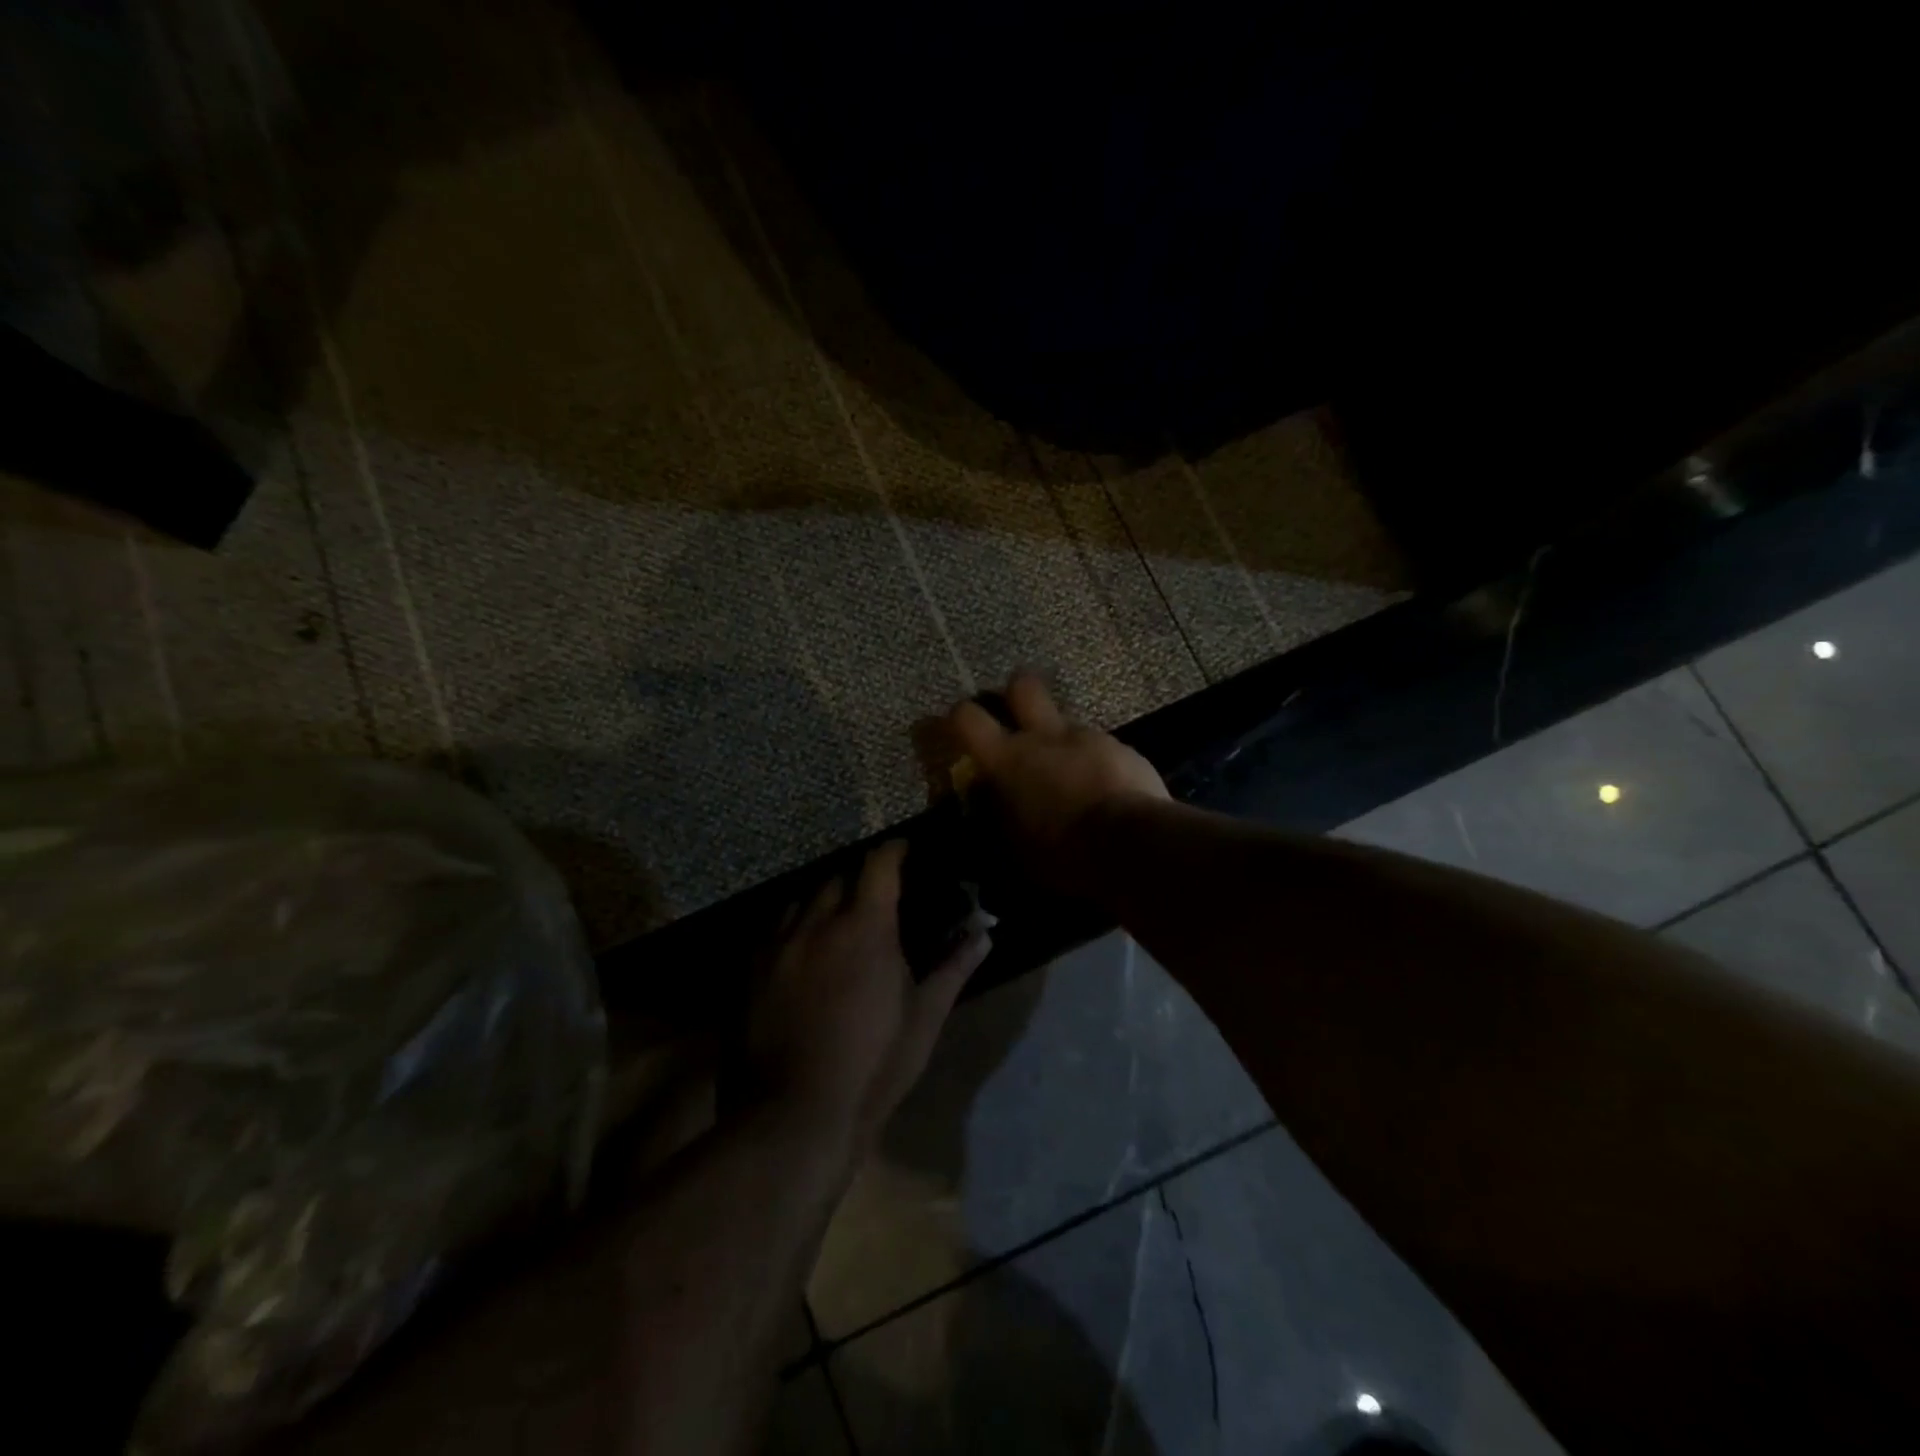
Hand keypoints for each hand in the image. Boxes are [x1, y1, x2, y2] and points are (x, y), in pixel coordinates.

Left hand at [744, 842, 990, 1145]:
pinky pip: (775, 930)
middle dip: (860, 878)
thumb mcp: (924, 1018)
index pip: (880, 864)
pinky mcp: (751, 970)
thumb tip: (984, 934)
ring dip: (824, 901)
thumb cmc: (874, 1065)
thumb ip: (954, 968)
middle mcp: (818, 923)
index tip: (906, 850)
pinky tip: (803, 952)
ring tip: (837, 922)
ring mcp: (779, 945)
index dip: (895, 851)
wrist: (795, 1114)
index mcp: (865, 927)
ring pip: (802, 900)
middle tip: (877, 898)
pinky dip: (795, 927)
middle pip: (838, 877)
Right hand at [948, 673, 1168, 896]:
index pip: (966, 717)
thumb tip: (997, 805)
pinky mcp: (1124, 749)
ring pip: (1067, 722)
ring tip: (1070, 774)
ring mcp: (1087, 738)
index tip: (959, 728)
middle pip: (1022, 685)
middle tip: (1016, 715)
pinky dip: (1098, 763)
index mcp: (1007, 760)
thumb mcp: (1016, 847)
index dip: (958, 717)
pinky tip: (1105, 789)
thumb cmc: (1063, 853)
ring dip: (1063, 741)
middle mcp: (1044, 737)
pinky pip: (1102, 747)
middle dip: (1015, 694)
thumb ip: (1003, 815)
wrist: (1132, 845)